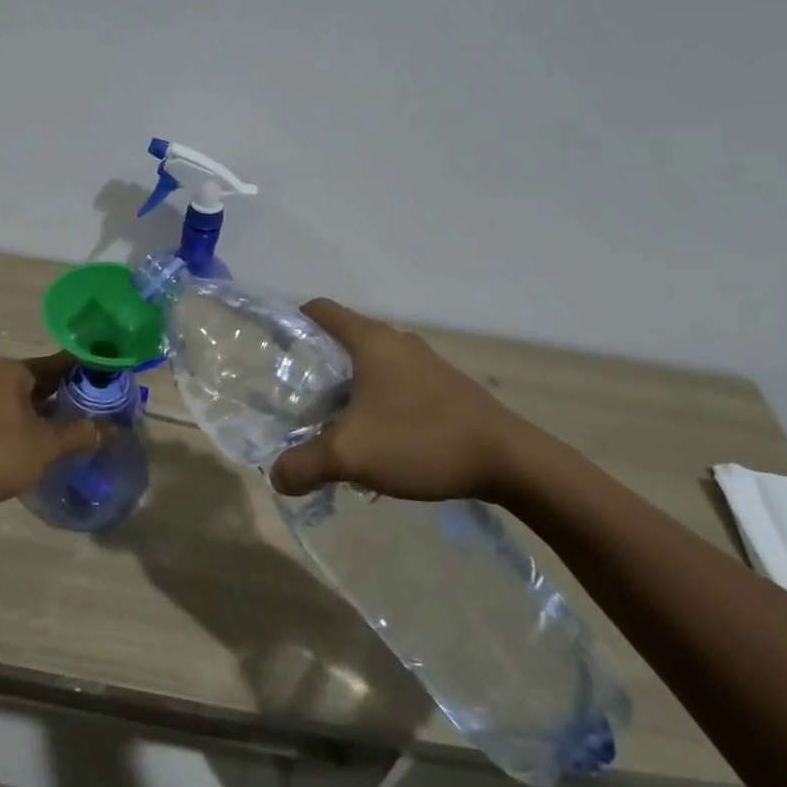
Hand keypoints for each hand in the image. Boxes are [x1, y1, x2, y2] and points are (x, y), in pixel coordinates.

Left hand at [0, 355, 101, 511]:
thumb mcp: (45, 444)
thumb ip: (79, 434)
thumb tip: (112, 431)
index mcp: (11, 372)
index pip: (57, 362)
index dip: (84, 369)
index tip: (109, 375)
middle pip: (41, 379)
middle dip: (69, 390)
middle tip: (102, 399)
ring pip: (26, 399)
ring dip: (51, 408)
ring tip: (83, 418)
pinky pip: (13, 413)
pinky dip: (33, 420)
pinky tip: (52, 435)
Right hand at [269, 299, 538, 503]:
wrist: (510, 462)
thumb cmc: (421, 440)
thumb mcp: (349, 456)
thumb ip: (303, 465)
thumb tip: (276, 477)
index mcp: (371, 341)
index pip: (320, 310)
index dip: (292, 322)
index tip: (275, 351)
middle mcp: (398, 343)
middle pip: (343, 342)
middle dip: (316, 370)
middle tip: (298, 404)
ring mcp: (426, 365)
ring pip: (371, 368)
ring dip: (348, 393)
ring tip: (334, 430)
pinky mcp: (446, 389)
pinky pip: (396, 387)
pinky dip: (377, 405)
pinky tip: (377, 444)